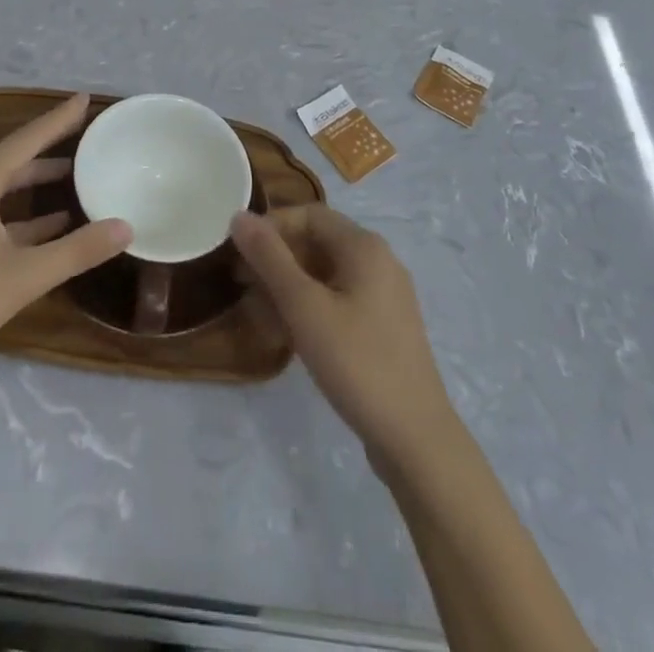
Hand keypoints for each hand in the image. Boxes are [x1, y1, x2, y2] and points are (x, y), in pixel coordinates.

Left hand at [0, 94, 130, 374]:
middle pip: (14, 156)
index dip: (59, 119)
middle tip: (84, 134)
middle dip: (49, 145)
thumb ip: (77, 251)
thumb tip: (126, 228)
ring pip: (2, 184)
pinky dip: (21, 212)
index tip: (84, 98)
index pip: (27, 138)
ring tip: (73, 175)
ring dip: (36, 180)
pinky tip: (49, 225)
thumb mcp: (25, 275)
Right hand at [232, 205, 456, 463]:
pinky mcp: (384, 327)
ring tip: (257, 312)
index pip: (308, 215)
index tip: (239, 254)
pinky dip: (310, 307)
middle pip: (317, 242)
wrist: (416, 439)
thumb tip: (238, 216)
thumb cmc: (356, 362)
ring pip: (326, 274)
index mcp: (364, 246)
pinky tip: (287, 334)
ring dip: (288, 286)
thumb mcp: (304, 307)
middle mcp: (378, 261)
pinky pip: (339, 300)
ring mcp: (385, 295)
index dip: (271, 227)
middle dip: (276, 259)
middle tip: (241, 284)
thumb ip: (269, 258)